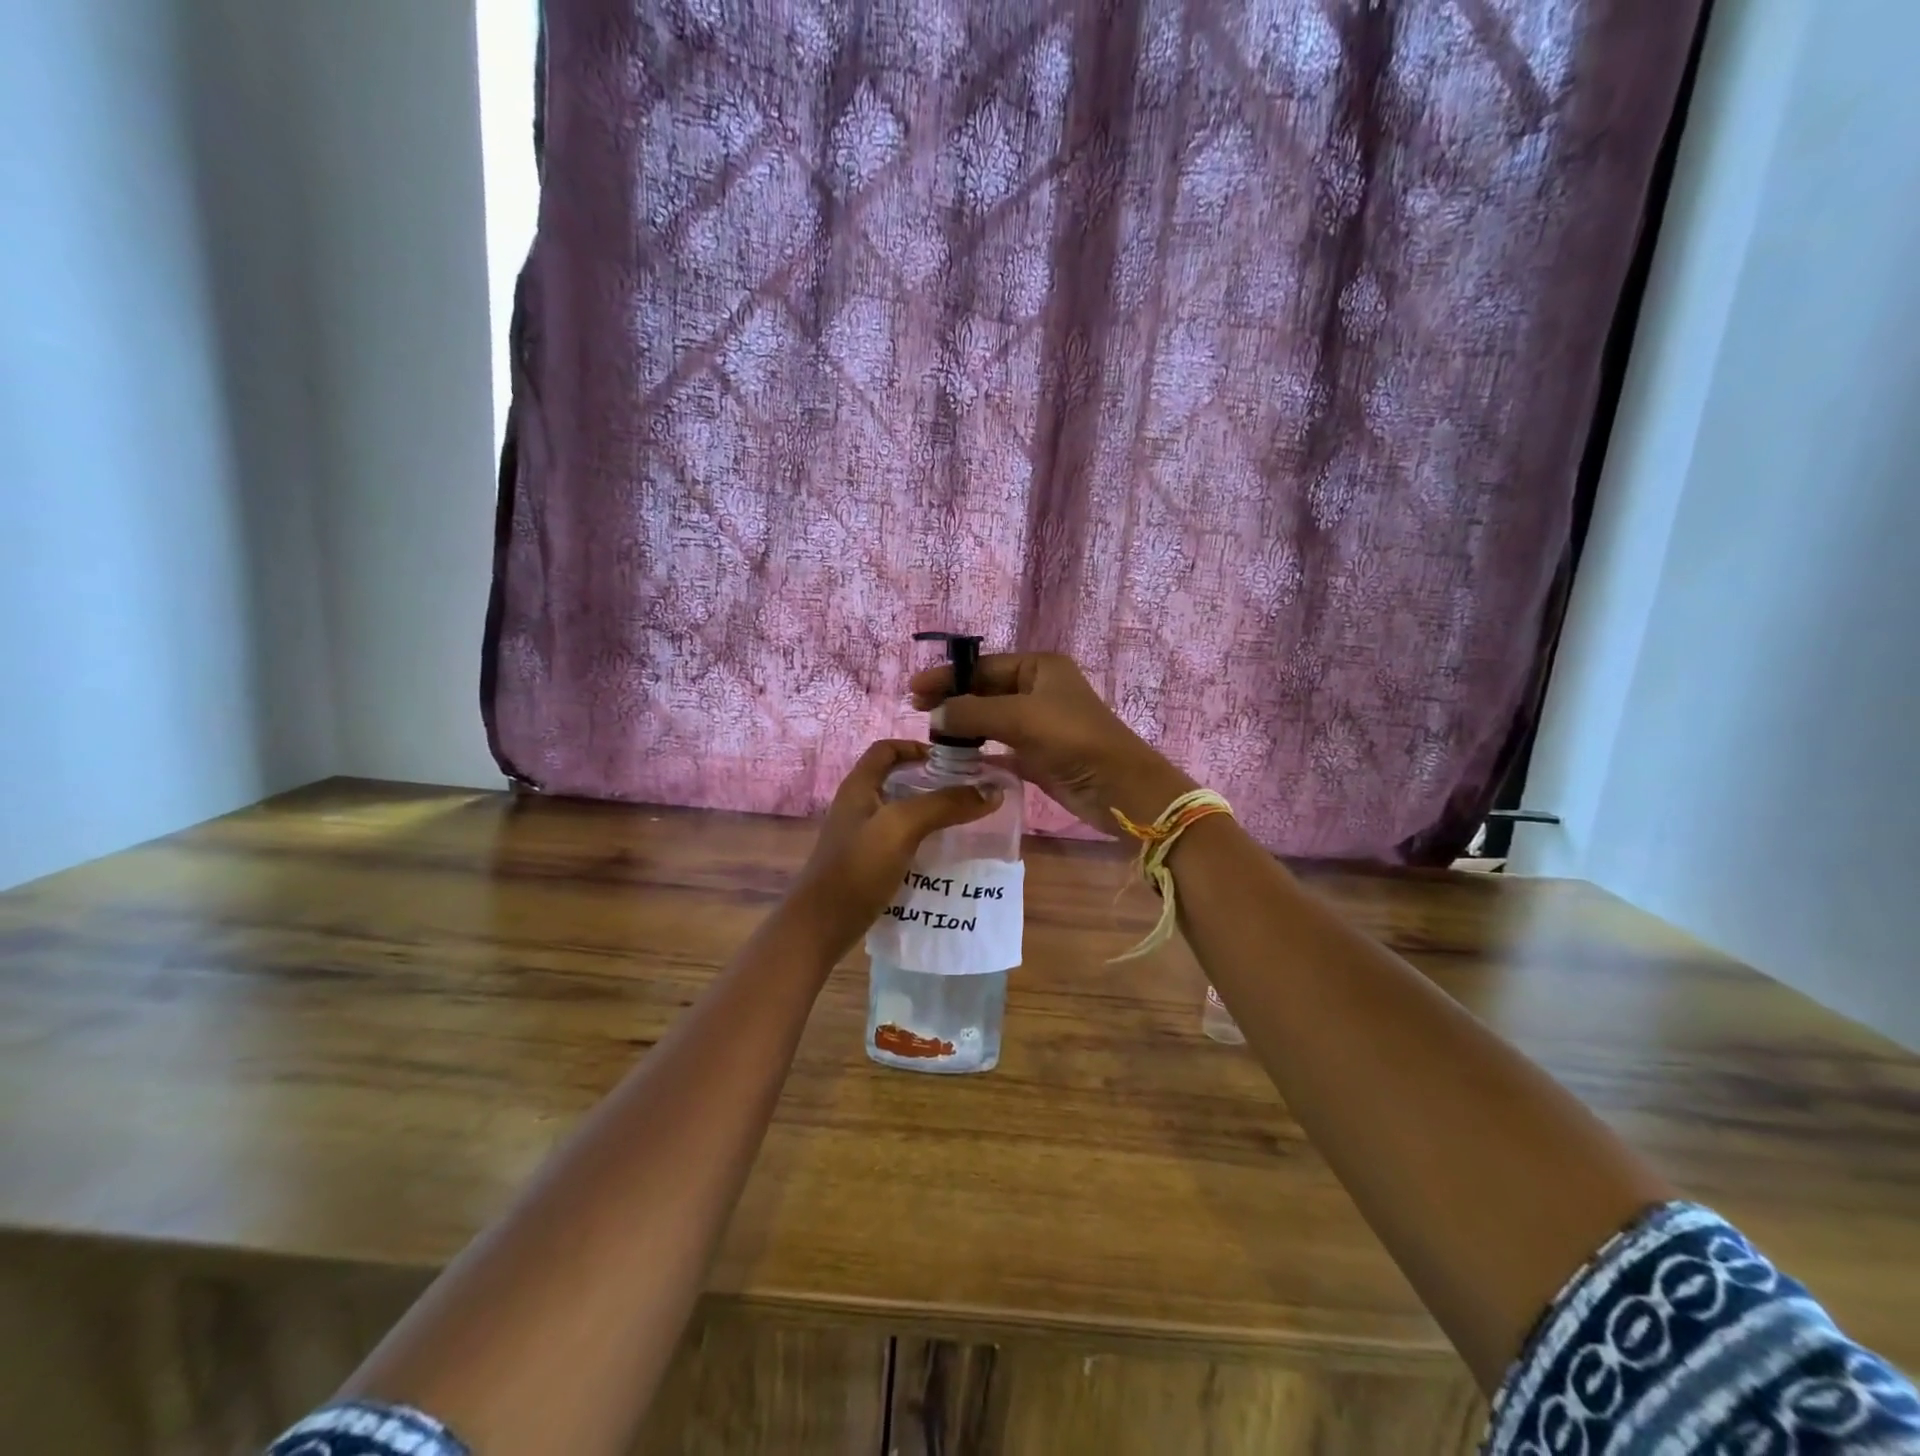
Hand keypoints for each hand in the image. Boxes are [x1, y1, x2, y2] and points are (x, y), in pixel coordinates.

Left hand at [790, 740, 1001, 950]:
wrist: (821, 926)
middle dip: (932, 781)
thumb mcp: (902, 827)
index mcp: (859, 786)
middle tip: (967, 791)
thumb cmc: (857, 867)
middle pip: (897, 779)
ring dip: (930, 812)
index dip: (918, 747)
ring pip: (900, 812)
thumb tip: (992, 790)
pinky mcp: (866, 863)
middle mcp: (857, 805)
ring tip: (964, 821)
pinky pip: (900, 841)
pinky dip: (923, 840)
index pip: (888, 749)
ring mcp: (860, 836)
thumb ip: (944, 804)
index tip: (953, 761)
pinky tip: (944, 853)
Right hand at [909, 653, 1195, 833]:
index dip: (948, 676)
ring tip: (929, 735)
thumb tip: (933, 714)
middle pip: (984, 690)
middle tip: (915, 710)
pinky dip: (979, 750)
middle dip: (952, 699)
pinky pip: (999, 747)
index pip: (983, 666)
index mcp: (1039, 668)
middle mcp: (1038, 690)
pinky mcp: (1037, 754)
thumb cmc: (1072, 739)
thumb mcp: (1020, 718)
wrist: (1118, 787)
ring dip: (963, 726)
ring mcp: (1038, 723)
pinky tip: (954, 757)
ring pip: (990, 719)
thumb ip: (973, 713)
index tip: (914, 689)